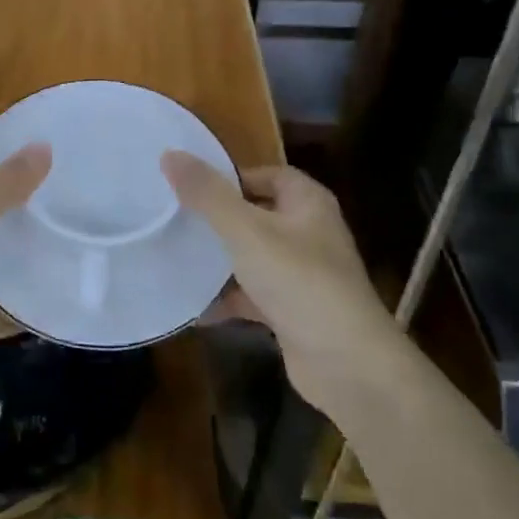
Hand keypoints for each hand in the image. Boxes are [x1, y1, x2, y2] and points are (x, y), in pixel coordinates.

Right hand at [163, 153, 401, 415]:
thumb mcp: (246, 231)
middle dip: (218, 219)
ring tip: (175, 256)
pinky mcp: (293, 311)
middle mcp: (309, 233)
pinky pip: (253, 295)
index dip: (232, 176)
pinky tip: (193, 306)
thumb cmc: (299, 282)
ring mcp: (302, 274)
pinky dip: (227, 299)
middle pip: (256, 215)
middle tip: (175, 218)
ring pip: (252, 256)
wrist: (347, 364)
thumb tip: (170, 154)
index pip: (267, 174)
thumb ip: (208, 194)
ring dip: (219, 260)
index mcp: (307, 203)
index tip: (191, 185)